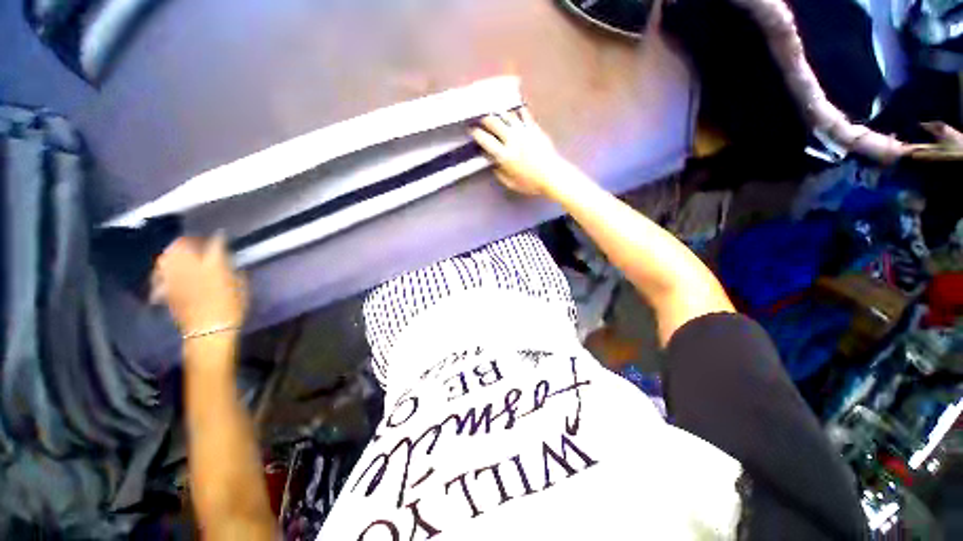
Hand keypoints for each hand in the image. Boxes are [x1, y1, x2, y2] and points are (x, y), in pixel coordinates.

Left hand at [152, 235, 247, 335]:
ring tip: (179, 253)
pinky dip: (161, 270)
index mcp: (214, 267)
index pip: (215, 245)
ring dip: (173, 252)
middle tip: (196, 241)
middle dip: (189, 240)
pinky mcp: (165, 289)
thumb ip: (236, 274)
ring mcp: (175, 278)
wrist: (209, 332)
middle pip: (183, 245)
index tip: (220, 235)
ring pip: (168, 256)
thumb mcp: (242, 290)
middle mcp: (191, 268)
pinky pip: (158, 274)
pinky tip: (165, 271)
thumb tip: (232, 265)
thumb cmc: (231, 310)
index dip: (218, 238)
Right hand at [470, 108, 569, 197]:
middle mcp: (512, 140)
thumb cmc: (531, 183)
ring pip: (508, 116)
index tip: (472, 131)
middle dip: (485, 119)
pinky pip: (524, 114)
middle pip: (494, 123)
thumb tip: (494, 164)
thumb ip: (500, 173)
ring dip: (500, 114)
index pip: (486, 140)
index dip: (477, 134)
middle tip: (482, 120)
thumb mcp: (511, 183)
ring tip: (496, 113)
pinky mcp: (534, 128)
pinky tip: (515, 111)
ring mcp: (523, 131)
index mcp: (504, 155)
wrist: (552, 175)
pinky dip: (518, 111)